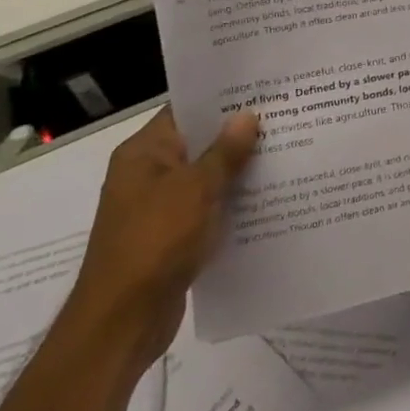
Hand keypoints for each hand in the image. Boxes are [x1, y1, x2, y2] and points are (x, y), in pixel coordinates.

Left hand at [67, 106, 259, 371]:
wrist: (123, 320)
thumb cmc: (155, 241)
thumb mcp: (196, 189)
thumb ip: (225, 152)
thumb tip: (247, 115)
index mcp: (143, 153)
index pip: (185, 110)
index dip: (222, 99)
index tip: (263, 90)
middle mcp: (147, 174)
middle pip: (198, 142)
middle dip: (238, 134)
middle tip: (285, 118)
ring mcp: (158, 207)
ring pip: (205, 177)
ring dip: (238, 170)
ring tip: (286, 153)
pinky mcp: (170, 235)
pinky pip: (207, 207)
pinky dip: (231, 202)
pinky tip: (268, 198)